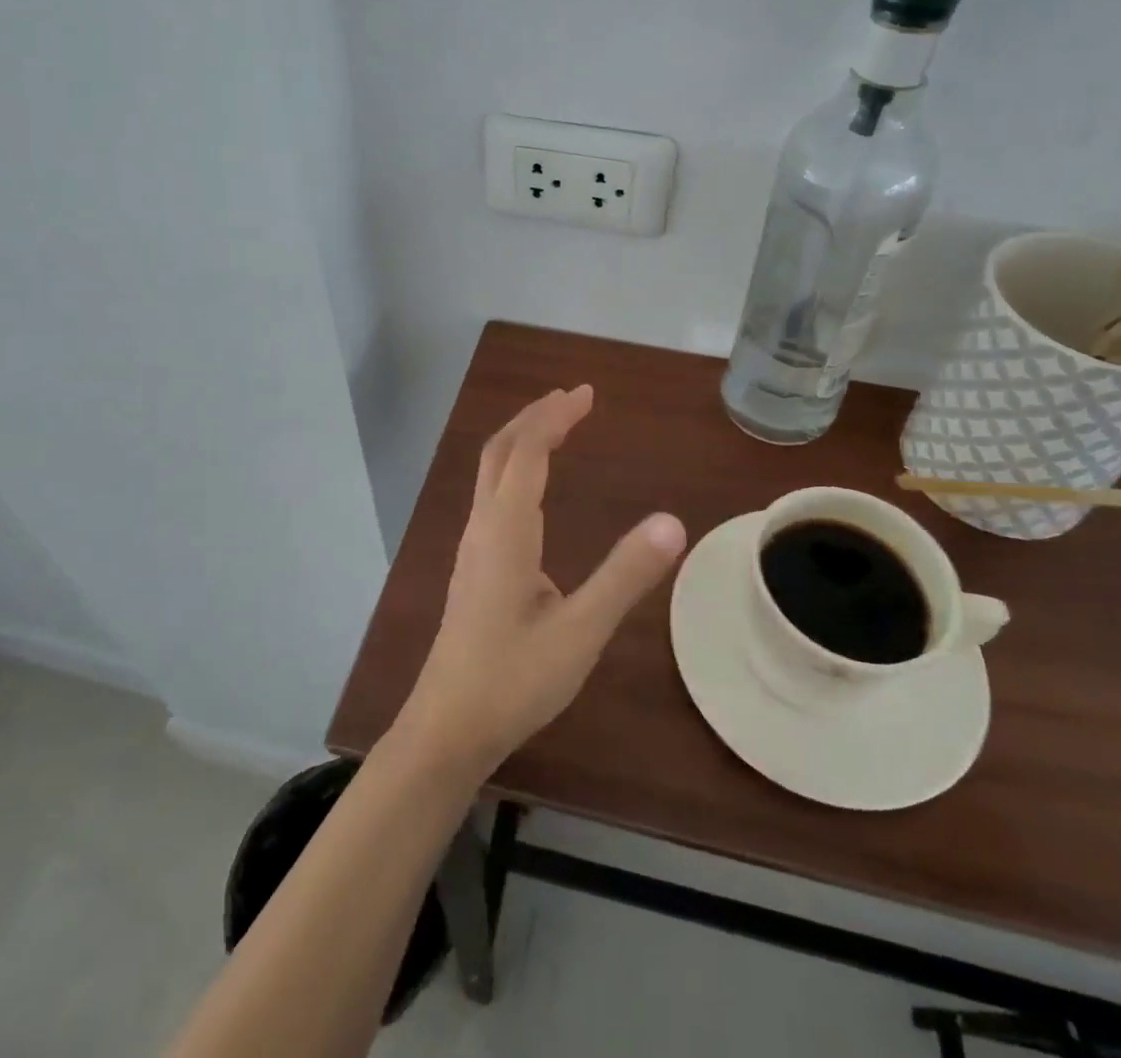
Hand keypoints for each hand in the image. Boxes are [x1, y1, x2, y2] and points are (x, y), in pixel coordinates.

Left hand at [395, 386, 686, 777]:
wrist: (447, 726)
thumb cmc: (513, 679)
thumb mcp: (580, 632)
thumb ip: (625, 576)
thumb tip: (673, 522)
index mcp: (506, 530)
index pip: (529, 452)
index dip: (556, 417)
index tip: (587, 394)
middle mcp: (483, 527)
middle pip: (501, 451)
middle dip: (535, 417)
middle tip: (573, 399)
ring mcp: (472, 547)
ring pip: (491, 472)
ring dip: (522, 441)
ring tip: (556, 429)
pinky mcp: (472, 567)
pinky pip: (491, 496)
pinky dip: (515, 469)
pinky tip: (532, 491)